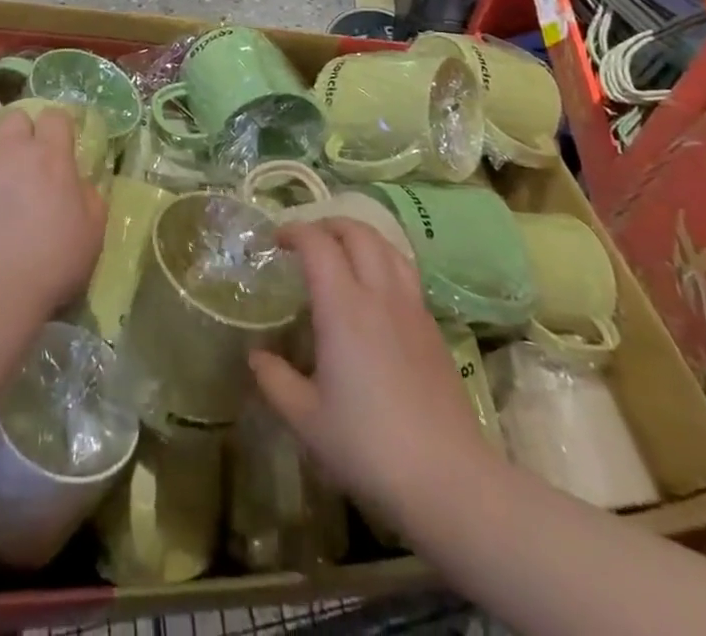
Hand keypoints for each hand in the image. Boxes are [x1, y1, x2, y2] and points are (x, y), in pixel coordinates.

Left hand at [0, 106, 104, 319]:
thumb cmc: (52, 261)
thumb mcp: (92, 232)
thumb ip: (90, 198)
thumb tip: (81, 185)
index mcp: (50, 156)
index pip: (56, 116)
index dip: (58, 128)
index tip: (60, 146)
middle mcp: (11, 149)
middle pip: (14, 118)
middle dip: (20, 133)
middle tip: (24, 162)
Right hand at [250, 220, 498, 527]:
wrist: (449, 480)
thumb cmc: (368, 446)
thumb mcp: (307, 419)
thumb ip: (275, 381)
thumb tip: (256, 356)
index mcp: (343, 307)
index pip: (318, 244)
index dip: (295, 231)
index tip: (277, 241)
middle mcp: (380, 295)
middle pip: (358, 233)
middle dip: (328, 225)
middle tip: (308, 240)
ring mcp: (412, 310)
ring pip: (389, 247)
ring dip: (361, 238)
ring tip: (343, 253)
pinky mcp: (434, 330)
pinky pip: (407, 275)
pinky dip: (385, 263)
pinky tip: (375, 292)